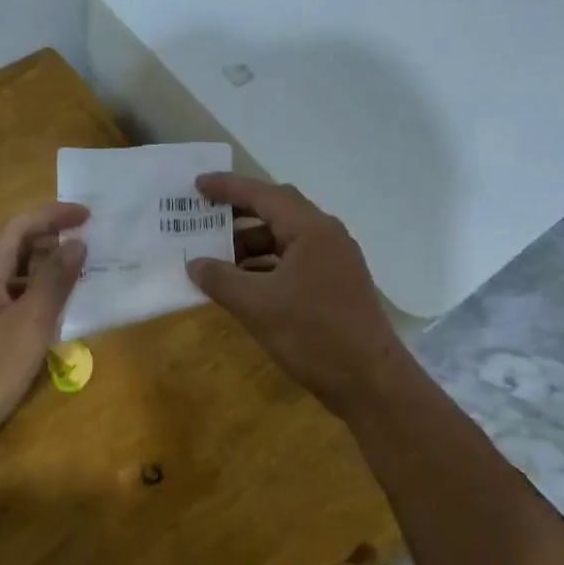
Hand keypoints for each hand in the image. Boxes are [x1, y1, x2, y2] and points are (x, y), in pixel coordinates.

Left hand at [0, 201, 87, 483]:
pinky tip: (53, 312)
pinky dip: (32, 295)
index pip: (19, 225)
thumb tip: (77, 243)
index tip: (89, 215)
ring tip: (79, 274)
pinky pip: (6, 298)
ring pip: (10, 274)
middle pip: (12, 246)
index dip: (54, 215)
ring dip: (43, 269)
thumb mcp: (29, 325)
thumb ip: (55, 281)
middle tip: (90, 243)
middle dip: (51, 239)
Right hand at [185, 173, 403, 416]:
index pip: (264, 195)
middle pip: (277, 212)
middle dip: (238, 215)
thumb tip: (194, 264)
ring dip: (251, 246)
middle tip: (204, 218)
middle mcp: (326, 237)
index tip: (198, 185)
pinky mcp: (335, 286)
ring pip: (285, 240)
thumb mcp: (257, 306)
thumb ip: (221, 280)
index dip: (228, 188)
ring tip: (216, 259)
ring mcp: (334, 262)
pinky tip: (243, 285)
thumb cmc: (312, 334)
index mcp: (311, 230)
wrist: (368, 379)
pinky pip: (293, 263)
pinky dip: (266, 267)